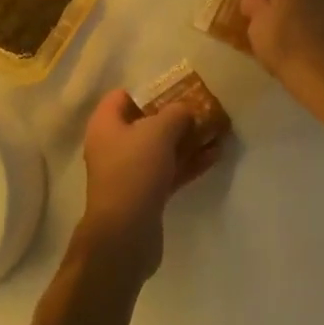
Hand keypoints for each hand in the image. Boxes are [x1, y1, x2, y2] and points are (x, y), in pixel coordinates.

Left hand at [78, 88, 222, 274]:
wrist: (125, 234)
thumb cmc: (135, 170)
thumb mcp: (158, 132)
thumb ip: (175, 114)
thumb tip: (185, 110)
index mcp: (105, 124)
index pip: (123, 96)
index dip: (149, 90)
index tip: (176, 90)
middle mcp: (113, 145)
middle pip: (145, 123)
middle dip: (175, 116)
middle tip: (203, 109)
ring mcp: (129, 172)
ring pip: (160, 149)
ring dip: (187, 140)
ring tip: (217, 131)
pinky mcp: (144, 195)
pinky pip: (168, 171)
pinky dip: (189, 163)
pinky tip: (215, 156)